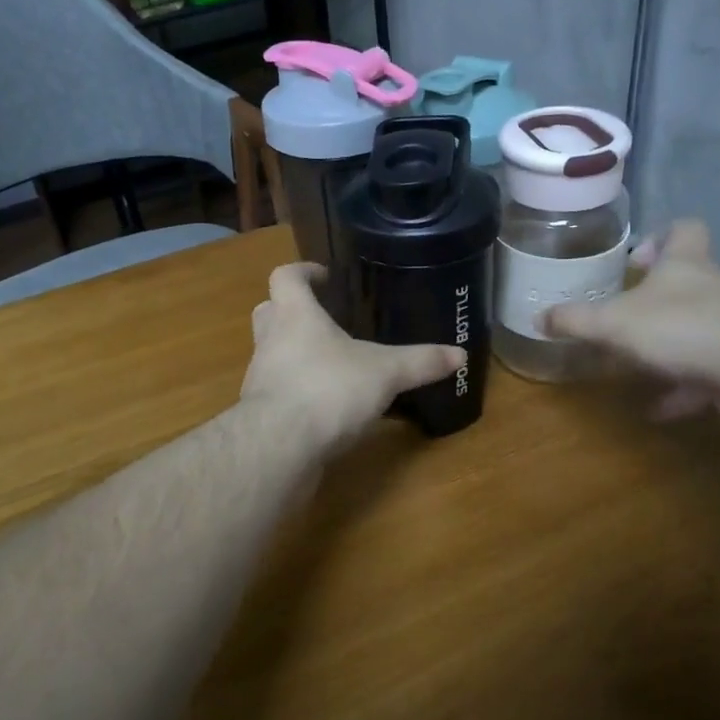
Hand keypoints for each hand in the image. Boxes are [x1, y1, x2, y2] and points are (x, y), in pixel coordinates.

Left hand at [241, 263, 464, 454]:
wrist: (280, 447)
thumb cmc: (329, 389)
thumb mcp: (385, 373)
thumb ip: (420, 362)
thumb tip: (460, 354)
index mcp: (295, 315)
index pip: (285, 277)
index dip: (302, 272)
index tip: (323, 277)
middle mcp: (270, 340)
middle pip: (269, 311)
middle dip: (292, 311)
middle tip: (325, 320)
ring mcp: (259, 378)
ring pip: (272, 353)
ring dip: (294, 354)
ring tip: (332, 365)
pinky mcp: (260, 413)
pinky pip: (278, 391)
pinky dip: (297, 391)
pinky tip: (325, 406)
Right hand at [543, 219, 719, 427]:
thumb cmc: (680, 330)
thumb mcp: (613, 323)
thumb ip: (574, 320)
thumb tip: (538, 318)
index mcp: (685, 264)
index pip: (684, 229)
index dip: (660, 236)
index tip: (635, 260)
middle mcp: (713, 288)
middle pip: (687, 280)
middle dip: (654, 298)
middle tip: (621, 316)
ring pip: (696, 327)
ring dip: (667, 344)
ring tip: (633, 363)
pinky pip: (705, 371)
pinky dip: (681, 387)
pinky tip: (655, 408)